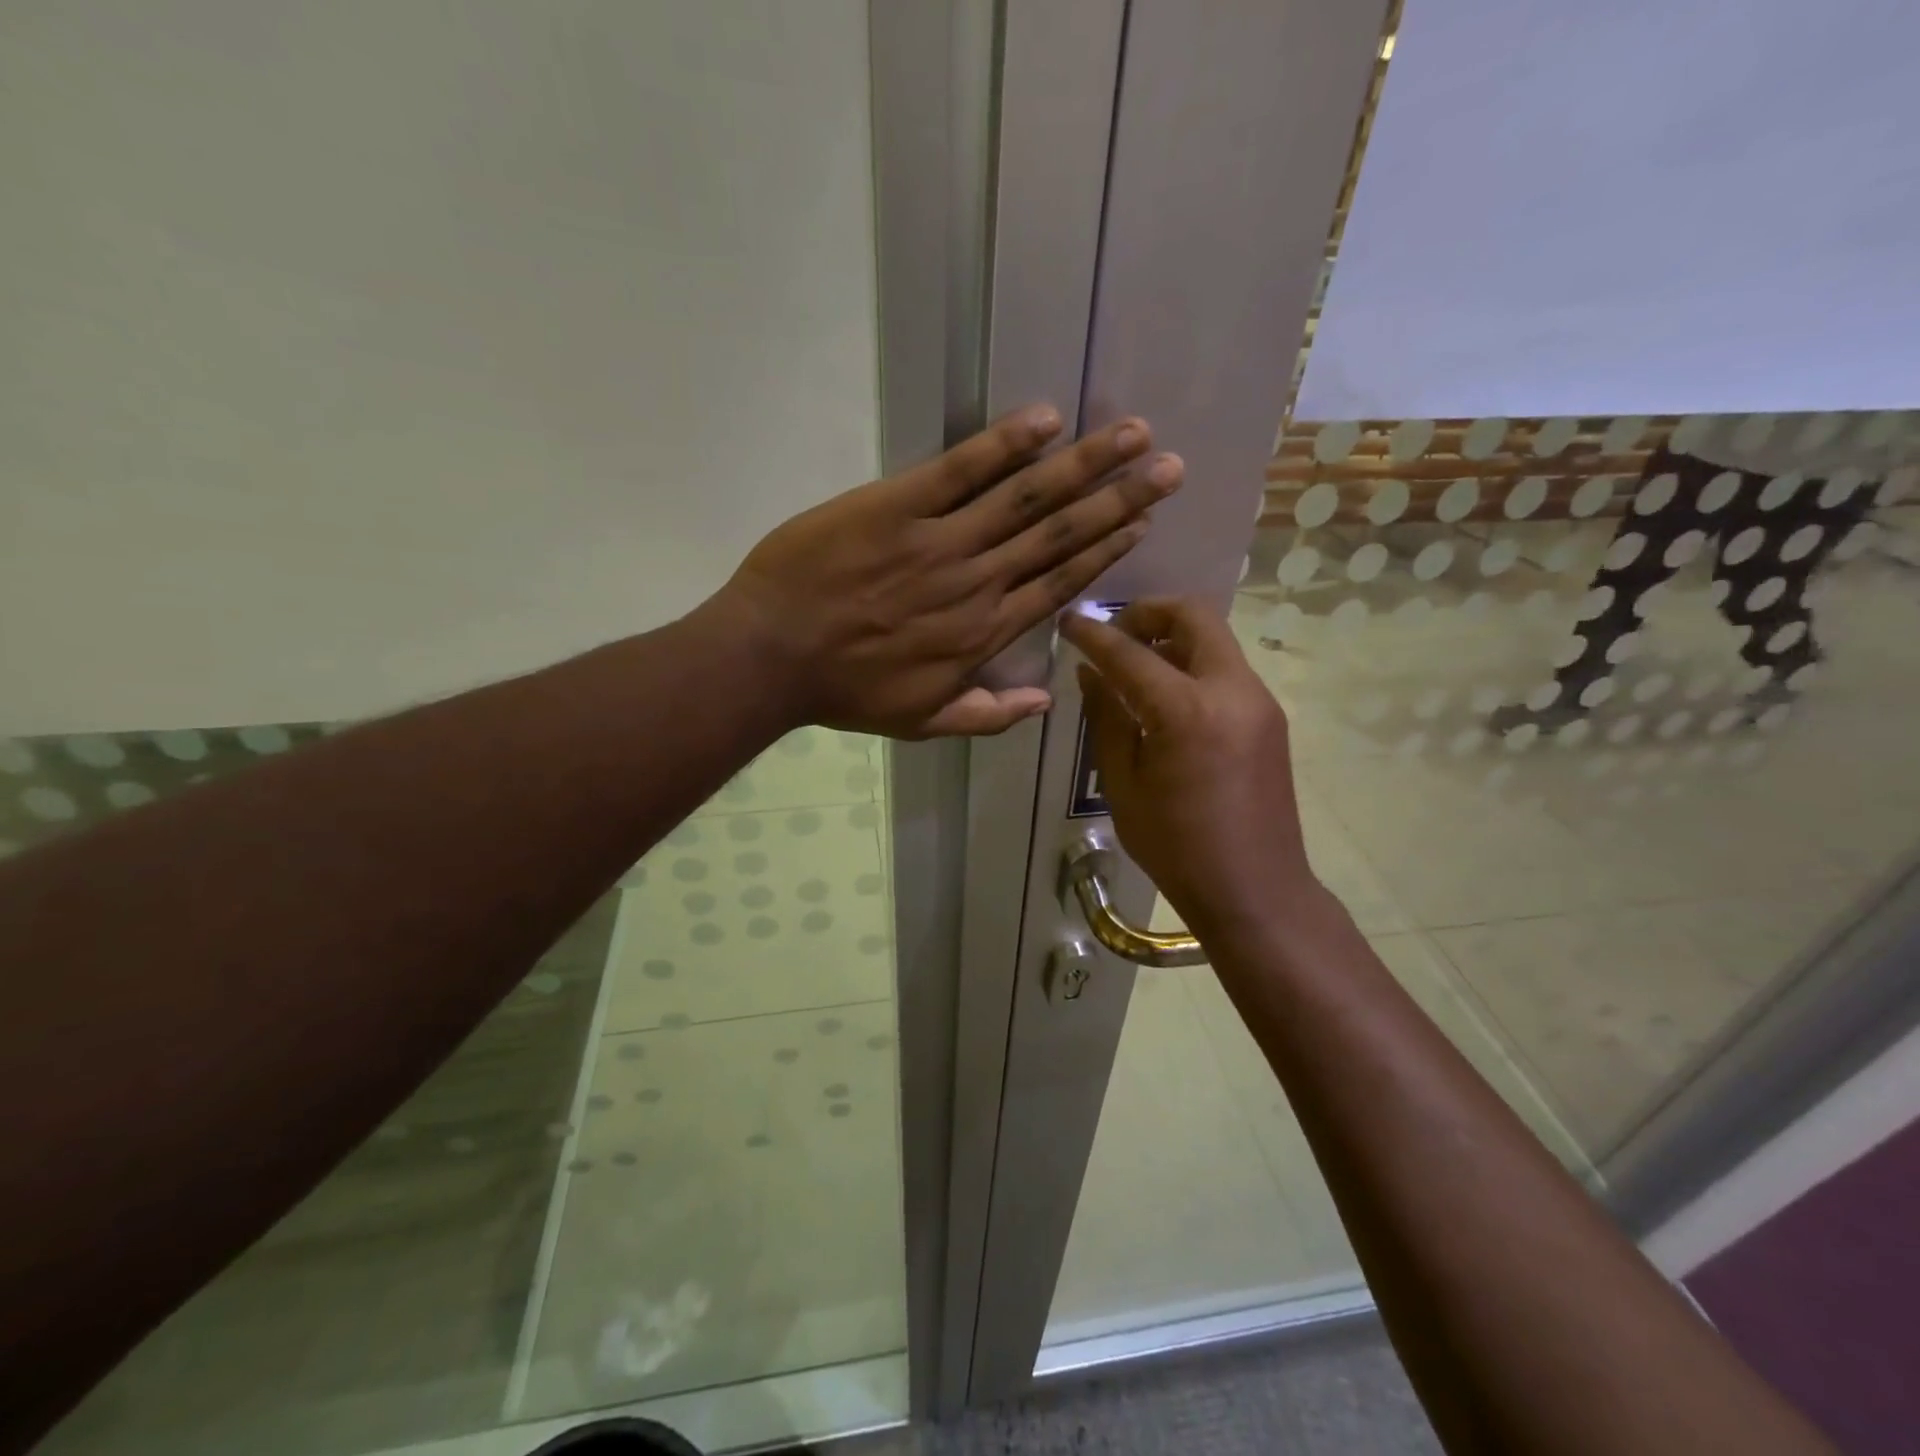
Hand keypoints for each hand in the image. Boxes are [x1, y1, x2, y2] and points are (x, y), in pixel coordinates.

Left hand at [716, 405, 1182, 736]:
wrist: (772, 656)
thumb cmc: (846, 692)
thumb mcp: (922, 722)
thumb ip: (987, 716)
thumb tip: (1045, 704)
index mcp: (983, 633)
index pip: (1059, 584)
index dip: (1104, 551)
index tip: (1142, 523)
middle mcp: (977, 582)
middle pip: (1059, 535)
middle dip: (1118, 499)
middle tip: (1167, 467)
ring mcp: (939, 541)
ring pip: (1026, 498)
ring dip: (1083, 464)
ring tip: (1132, 435)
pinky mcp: (896, 506)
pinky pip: (960, 470)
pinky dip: (1004, 444)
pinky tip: (1045, 419)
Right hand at [1060, 599, 1317, 936]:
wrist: (1255, 890)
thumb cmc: (1176, 846)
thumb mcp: (1123, 784)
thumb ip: (1106, 718)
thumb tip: (1091, 673)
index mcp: (1187, 711)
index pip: (1130, 653)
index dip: (1093, 634)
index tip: (1068, 622)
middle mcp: (1232, 690)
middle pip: (1192, 615)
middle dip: (1147, 613)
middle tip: (1114, 637)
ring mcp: (1258, 701)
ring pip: (1214, 638)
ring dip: (1172, 636)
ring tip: (1136, 666)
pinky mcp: (1269, 717)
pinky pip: (1226, 668)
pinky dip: (1193, 663)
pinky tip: (1167, 696)